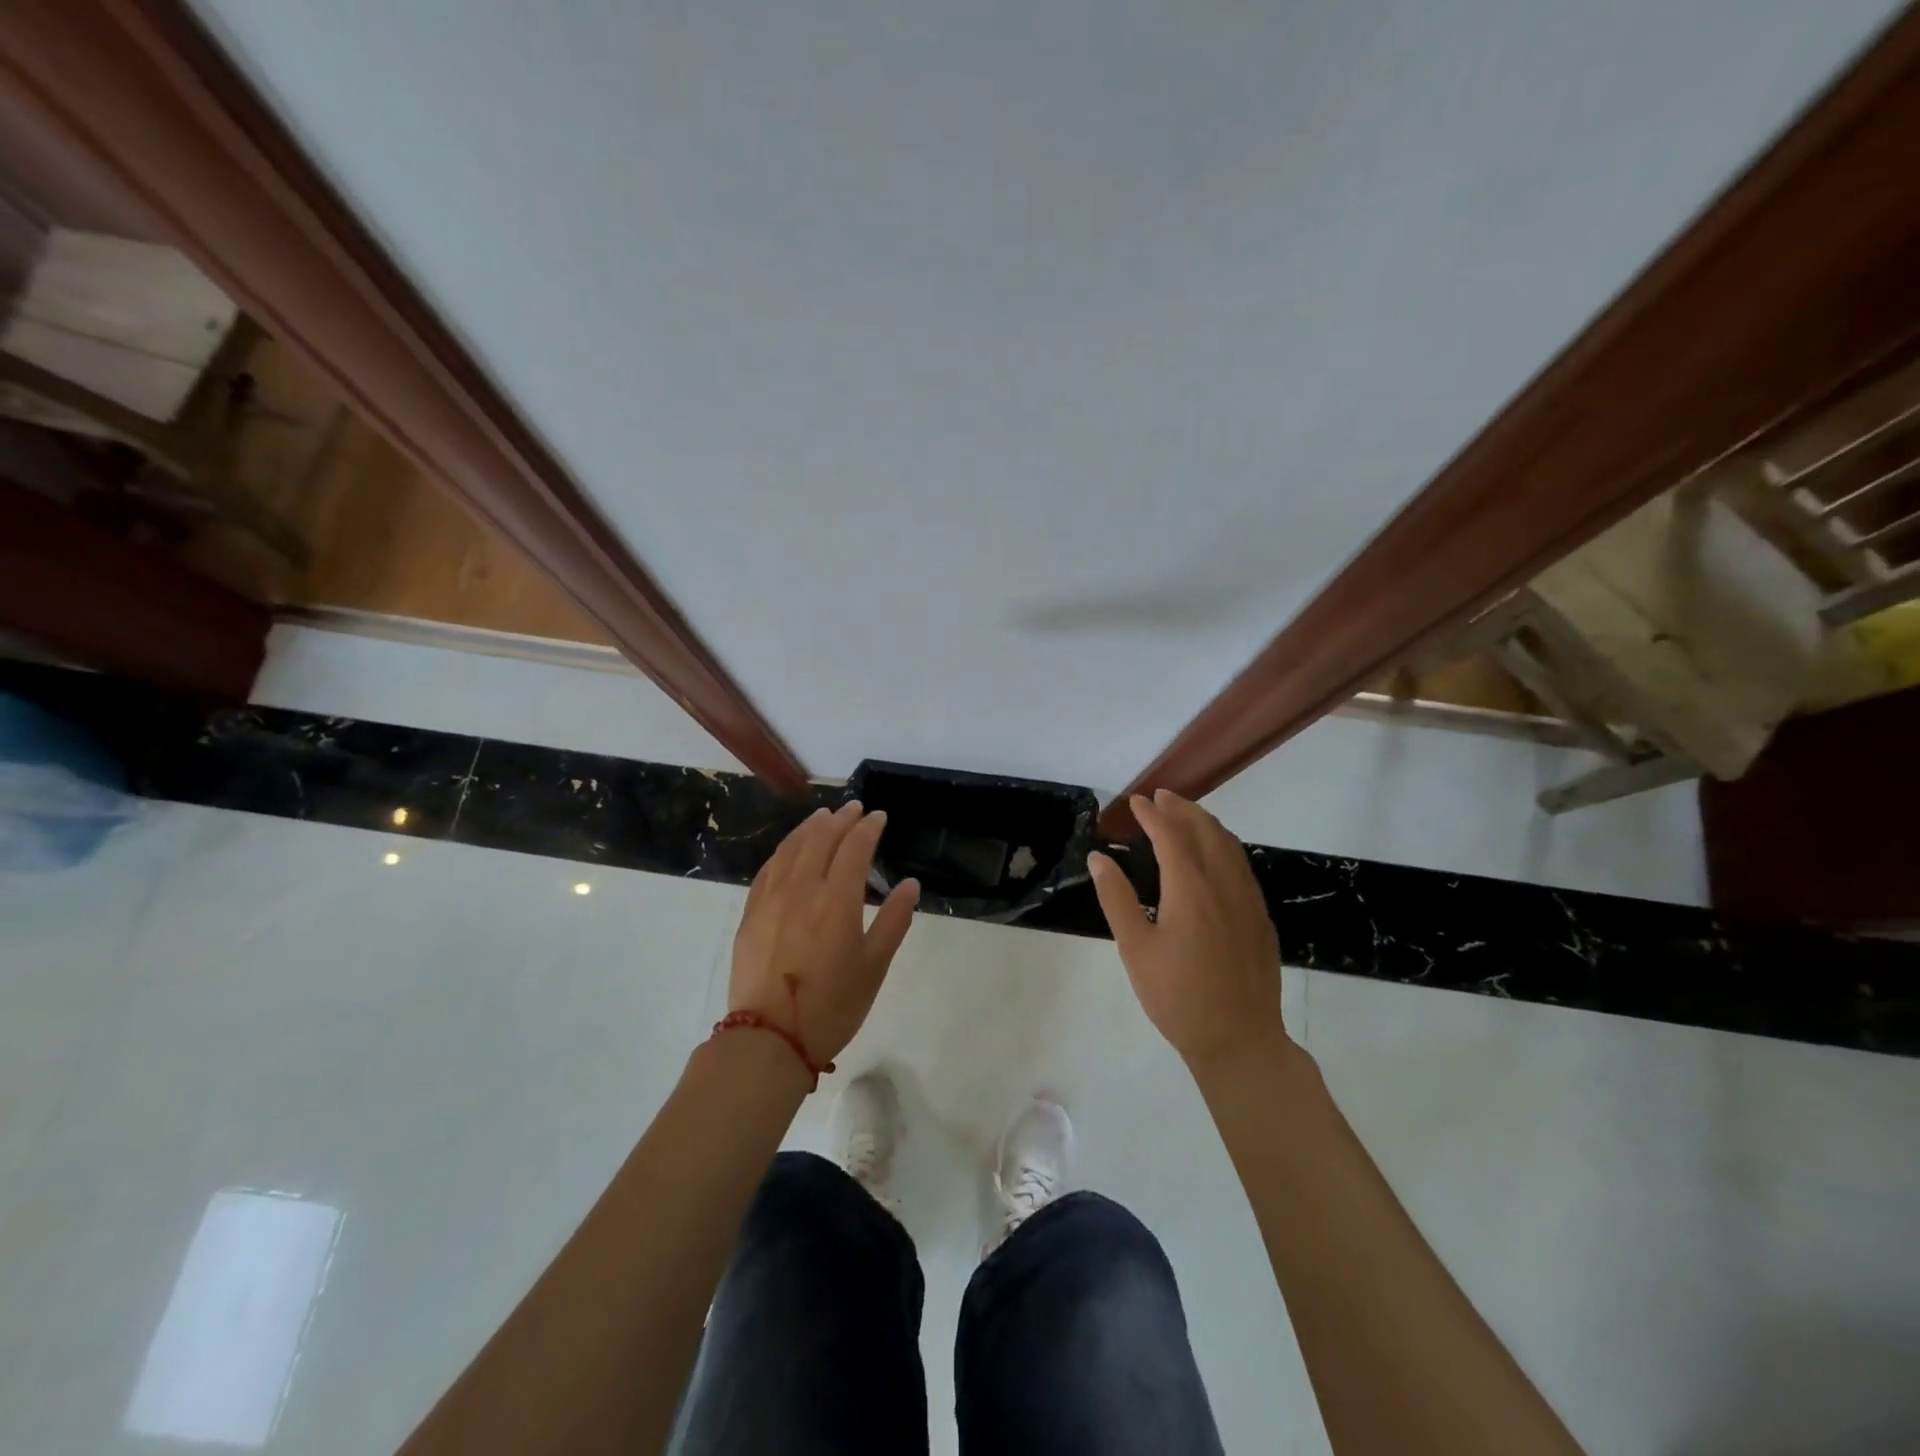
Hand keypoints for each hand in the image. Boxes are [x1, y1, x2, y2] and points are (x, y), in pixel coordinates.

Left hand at [729, 802, 919, 1065]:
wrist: (769, 1038)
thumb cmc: (832, 1005)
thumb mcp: (874, 966)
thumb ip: (894, 920)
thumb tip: (910, 884)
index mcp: (837, 899)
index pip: (854, 847)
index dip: (868, 827)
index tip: (878, 816)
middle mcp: (802, 889)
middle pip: (821, 839)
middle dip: (840, 819)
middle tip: (854, 808)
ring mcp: (771, 899)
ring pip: (791, 848)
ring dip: (810, 827)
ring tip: (823, 816)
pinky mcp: (751, 913)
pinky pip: (768, 868)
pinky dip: (784, 849)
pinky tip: (790, 849)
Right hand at [1087, 789, 1288, 1071]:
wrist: (1239, 1039)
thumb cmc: (1177, 997)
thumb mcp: (1135, 949)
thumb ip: (1116, 899)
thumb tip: (1098, 858)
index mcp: (1190, 889)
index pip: (1170, 835)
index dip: (1152, 814)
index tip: (1136, 802)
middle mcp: (1223, 884)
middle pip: (1205, 830)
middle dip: (1182, 808)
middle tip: (1160, 797)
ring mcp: (1247, 899)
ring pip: (1229, 844)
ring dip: (1205, 822)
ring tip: (1185, 814)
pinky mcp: (1259, 916)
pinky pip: (1241, 864)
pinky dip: (1224, 844)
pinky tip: (1214, 853)